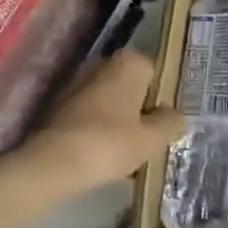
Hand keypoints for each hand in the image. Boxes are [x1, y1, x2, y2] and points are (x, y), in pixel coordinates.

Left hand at [22, 50, 185, 196]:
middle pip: (133, 90)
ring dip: (121, 124)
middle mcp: (102, 65)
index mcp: (128, 63)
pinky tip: (104, 157)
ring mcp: (78, 84)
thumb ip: (171, 123)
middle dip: (141, 112)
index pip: (158, 76)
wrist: (52, 164)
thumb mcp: (153, 138)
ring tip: (128, 155)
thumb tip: (175, 116)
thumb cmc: (110, 144)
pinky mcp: (60, 106)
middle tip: (149, 142)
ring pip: (112, 105)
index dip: (163, 102)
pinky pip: (92, 117)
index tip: (163, 127)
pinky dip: (100, 132)